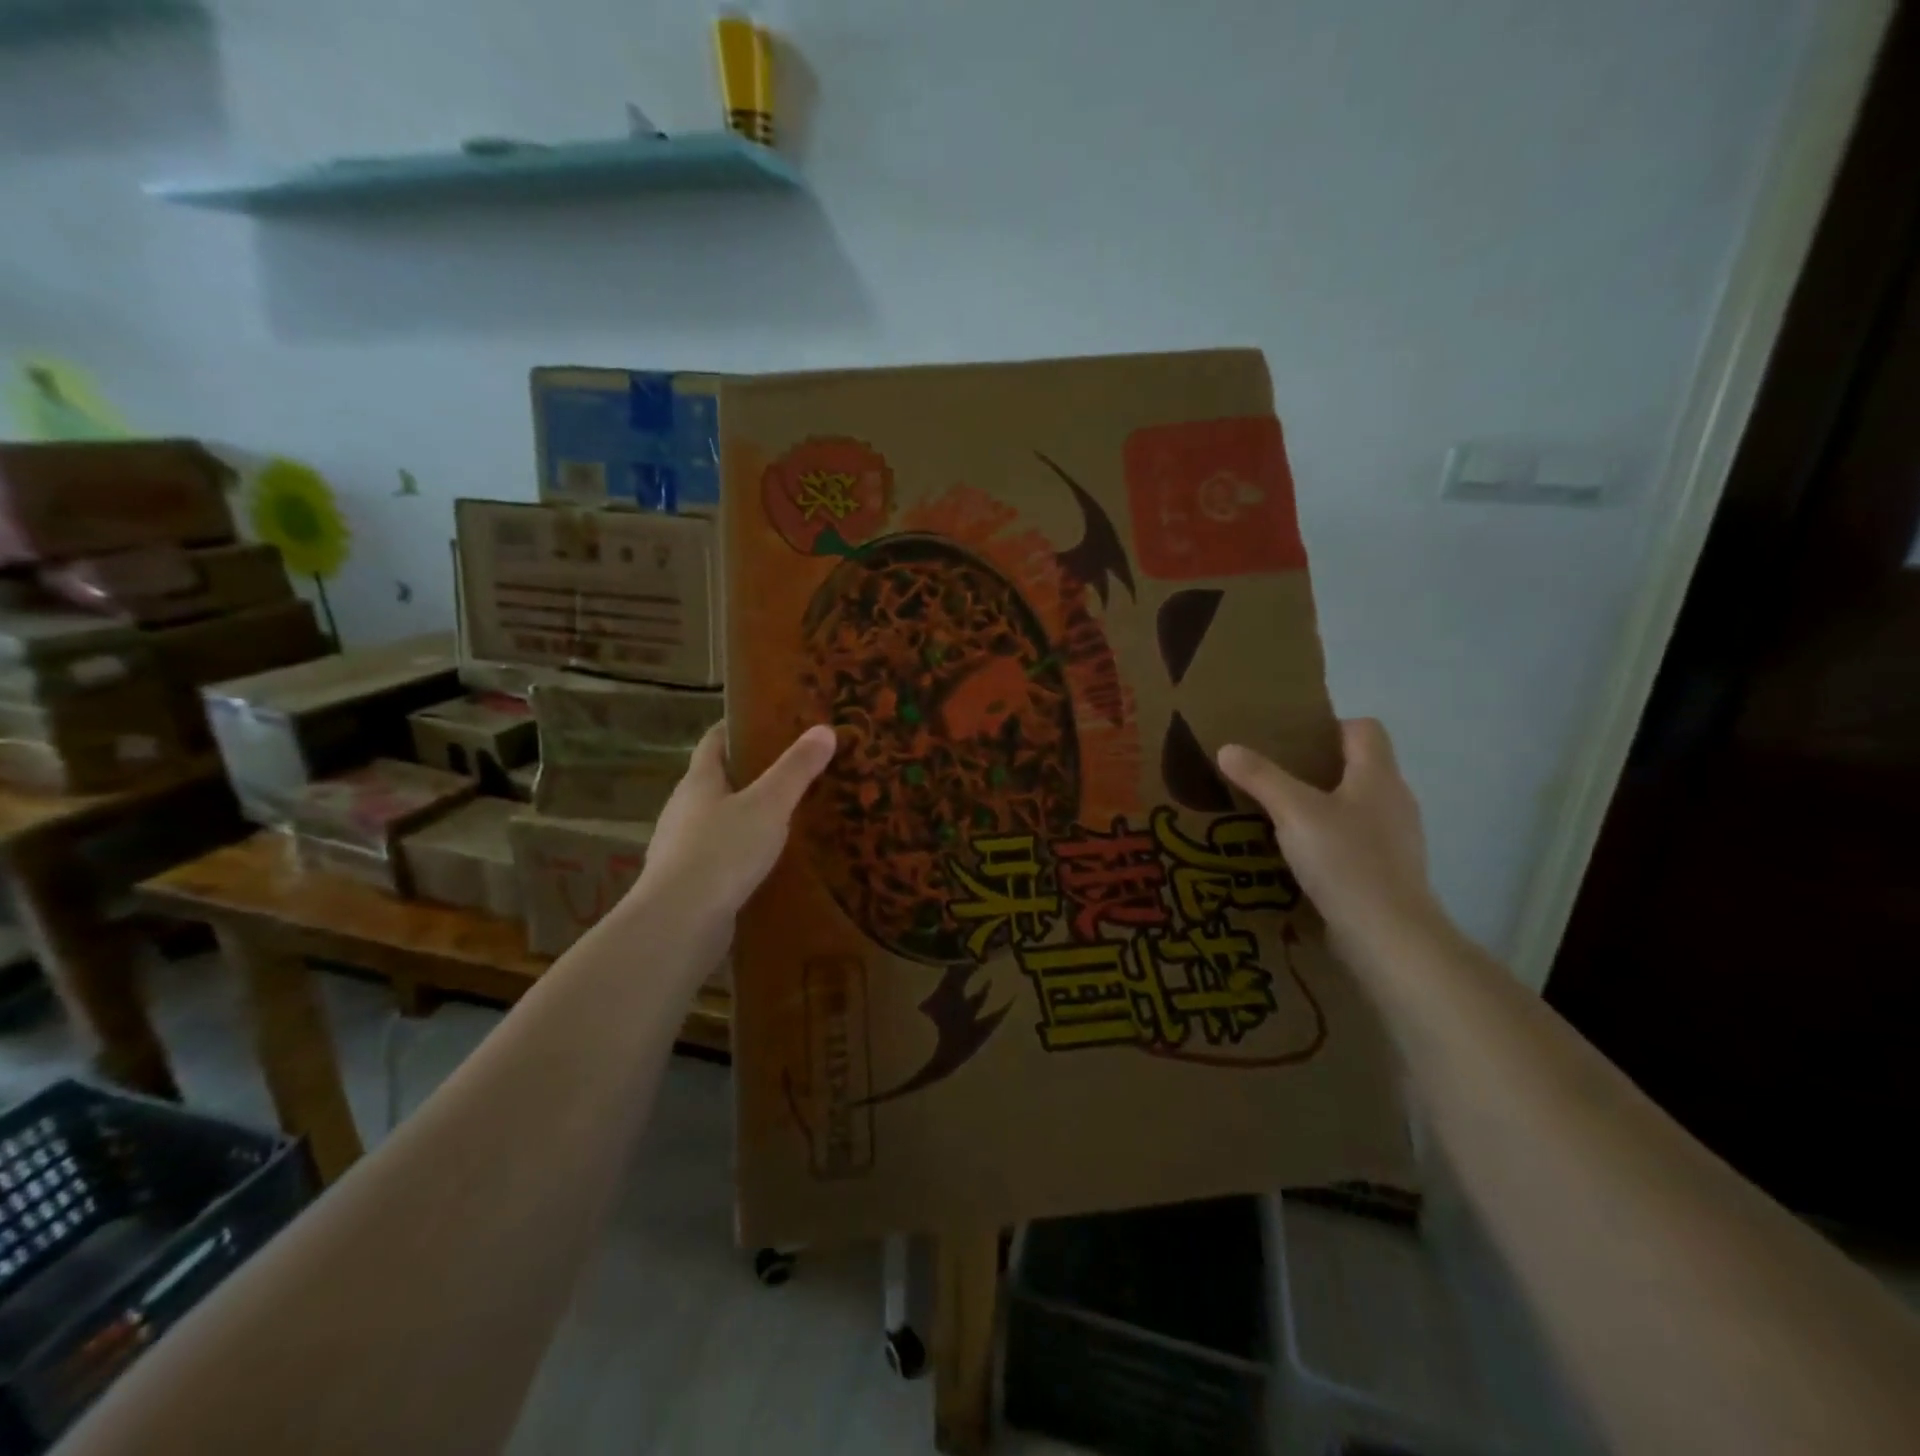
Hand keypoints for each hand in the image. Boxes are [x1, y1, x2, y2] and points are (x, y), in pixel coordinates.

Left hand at [634, 723, 836, 921]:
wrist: (679, 923)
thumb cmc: (722, 852)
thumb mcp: (769, 805)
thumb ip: (796, 769)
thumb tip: (825, 730)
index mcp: (699, 781)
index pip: (714, 740)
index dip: (737, 726)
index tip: (767, 719)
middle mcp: (684, 809)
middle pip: (716, 780)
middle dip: (749, 773)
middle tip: (792, 769)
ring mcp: (681, 848)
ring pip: (718, 820)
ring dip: (746, 815)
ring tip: (787, 816)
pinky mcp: (689, 882)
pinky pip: (720, 856)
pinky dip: (742, 852)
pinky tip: (768, 863)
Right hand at [1216, 719, 1446, 968]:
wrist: (1388, 934)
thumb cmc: (1345, 860)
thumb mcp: (1293, 812)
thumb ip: (1261, 778)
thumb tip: (1227, 748)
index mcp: (1378, 776)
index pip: (1365, 729)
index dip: (1330, 727)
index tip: (1292, 742)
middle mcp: (1394, 800)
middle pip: (1359, 768)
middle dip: (1318, 769)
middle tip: (1273, 778)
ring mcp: (1396, 839)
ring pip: (1356, 807)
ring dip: (1323, 808)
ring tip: (1279, 819)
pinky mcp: (1388, 872)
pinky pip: (1356, 842)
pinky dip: (1330, 843)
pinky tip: (1299, 859)